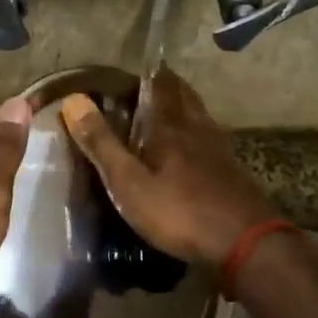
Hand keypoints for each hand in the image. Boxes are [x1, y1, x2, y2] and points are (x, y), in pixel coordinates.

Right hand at [60, 68, 275, 264]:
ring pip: (197, 115)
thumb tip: (73, 99)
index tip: (124, 75)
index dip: (143, 74)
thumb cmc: (178, 211)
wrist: (244, 243)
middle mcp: (196, 127)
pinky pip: (207, 139)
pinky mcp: (230, 170)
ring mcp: (218, 148)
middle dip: (163, 87)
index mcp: (169, 125)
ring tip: (160, 117)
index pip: (158, 83)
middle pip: (182, 94)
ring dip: (180, 109)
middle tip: (140, 92)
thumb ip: (101, 142)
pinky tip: (186, 152)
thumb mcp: (128, 182)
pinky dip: (193, 134)